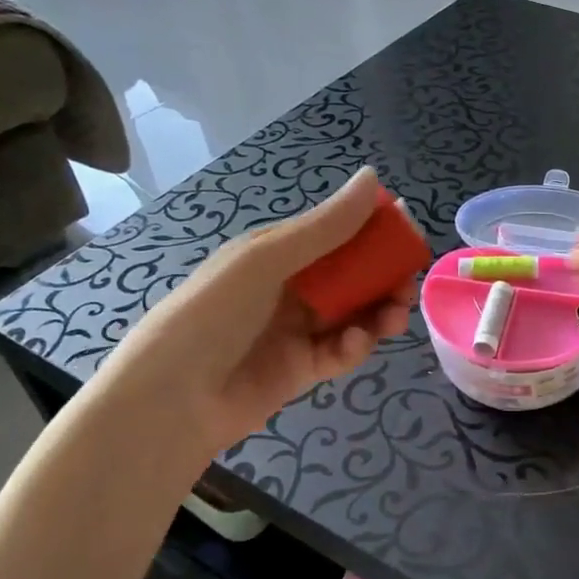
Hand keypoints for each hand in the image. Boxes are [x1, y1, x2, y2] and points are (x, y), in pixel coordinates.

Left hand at [95, 169, 416, 468]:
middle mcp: (289, 288)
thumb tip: (373, 177)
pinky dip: (355, 345)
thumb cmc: (213, 314)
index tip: (407, 232)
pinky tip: (356, 343)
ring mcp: (296, 330)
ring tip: (394, 316)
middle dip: (383, 277)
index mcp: (275, 253)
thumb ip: (325, 226)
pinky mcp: (303, 369)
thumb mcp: (266, 260)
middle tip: (406, 285)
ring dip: (378, 311)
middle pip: (350, 276)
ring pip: (353, 313)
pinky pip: (340, 350)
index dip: (372, 231)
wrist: (171, 401)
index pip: (334, 233)